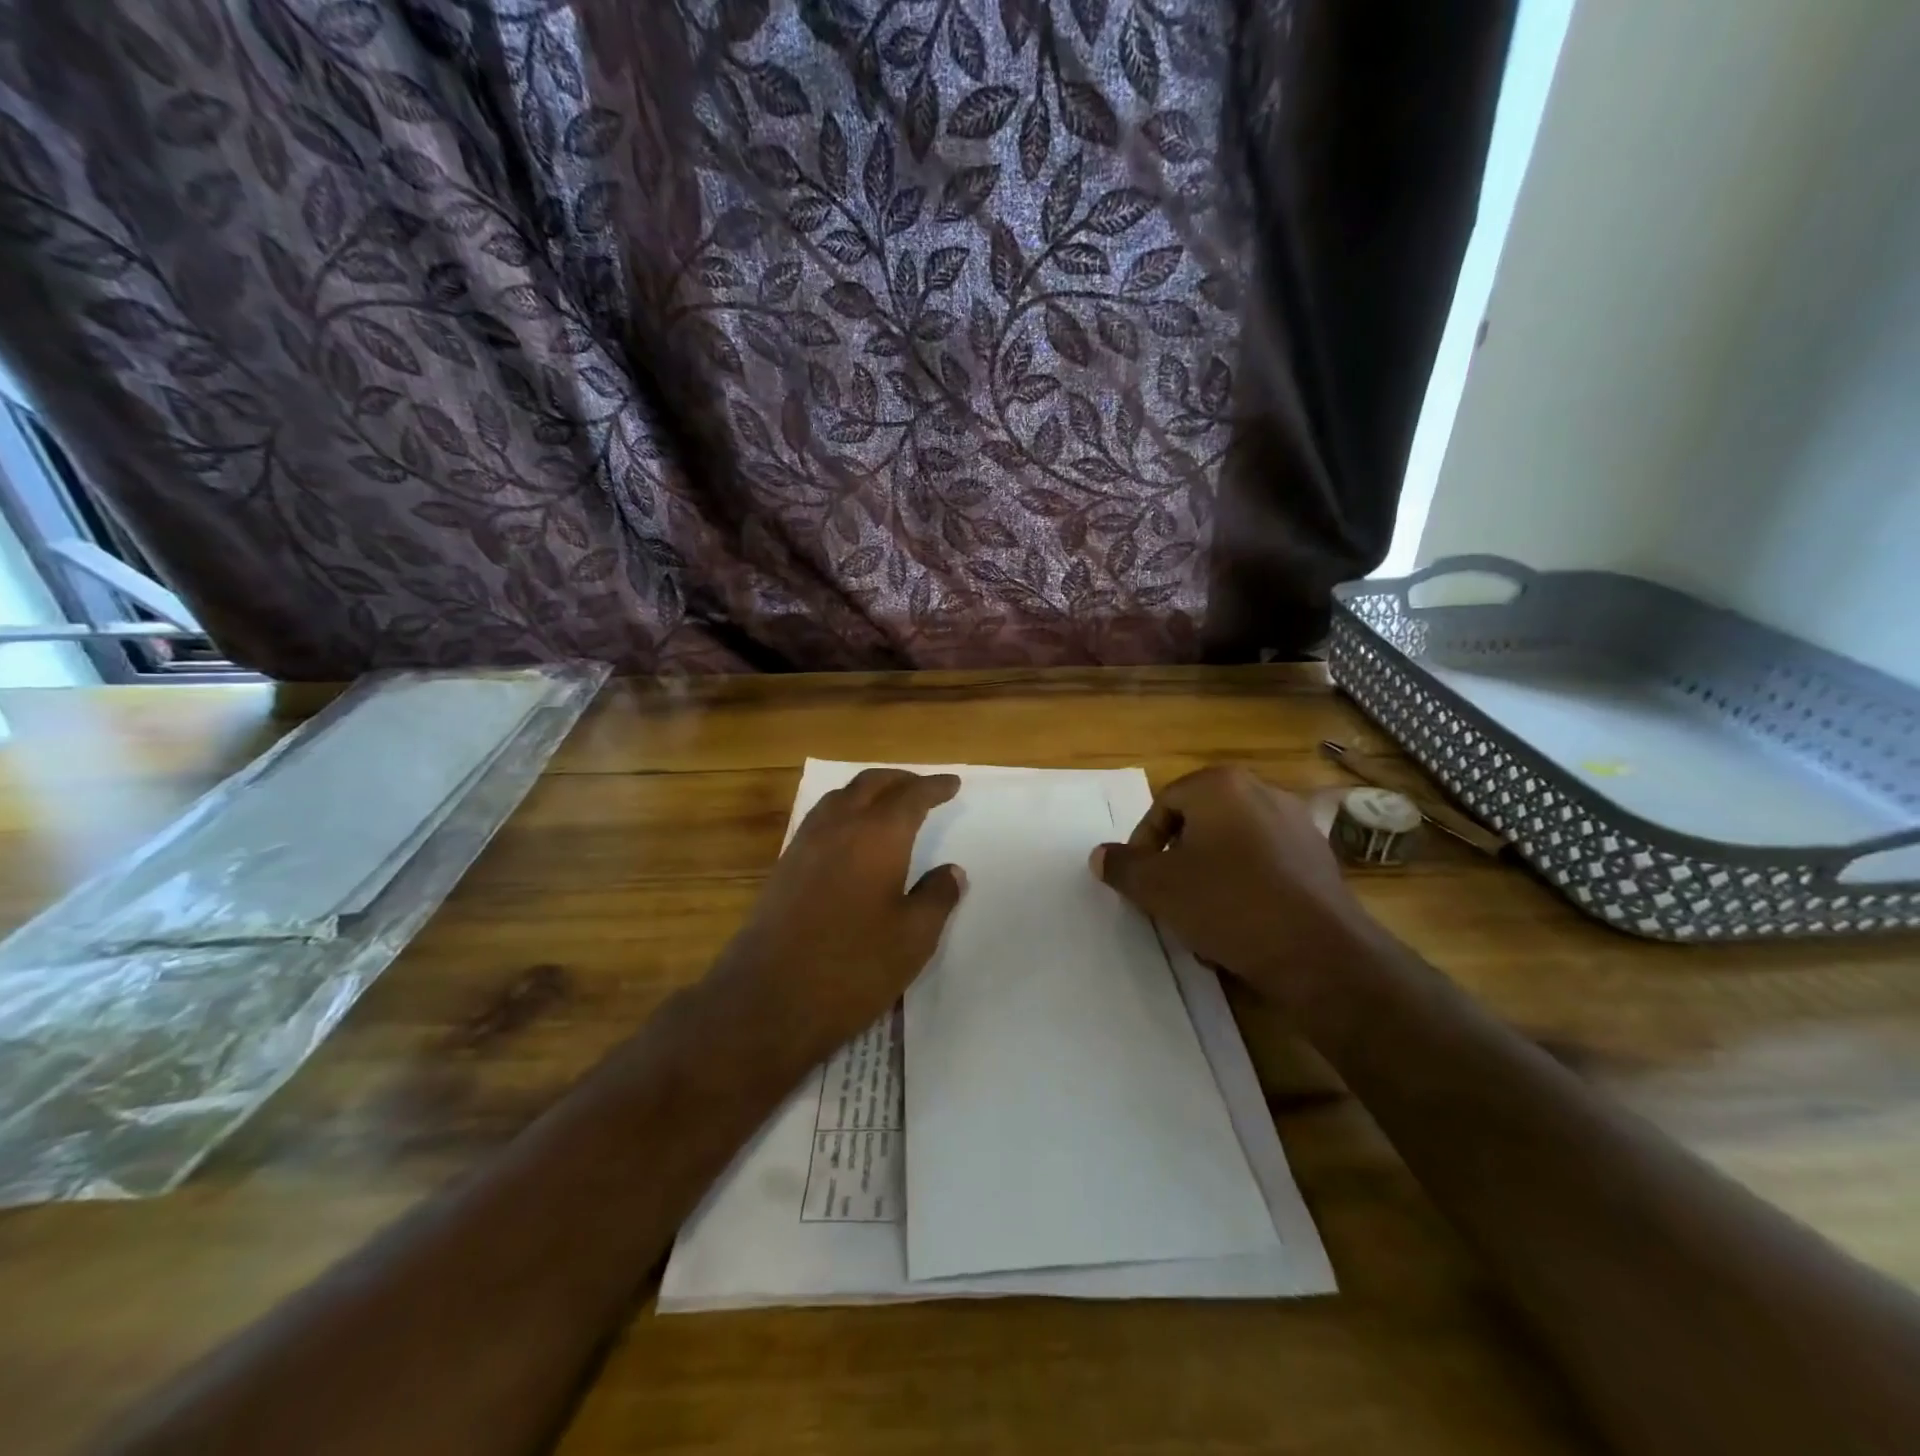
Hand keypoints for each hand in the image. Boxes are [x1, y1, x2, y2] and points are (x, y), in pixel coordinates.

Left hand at [706, 768, 966, 1064]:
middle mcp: (839, 827)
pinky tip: (850, 837)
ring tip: (888, 803)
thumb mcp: (913, 938)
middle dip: (900, 780)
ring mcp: (805, 844)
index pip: (911, 796)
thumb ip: (937, 897)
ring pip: (840, 797)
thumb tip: (951, 871)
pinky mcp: (784, 867)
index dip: (934, 787)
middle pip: (870, 784)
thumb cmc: (853, 966)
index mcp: (877, 835)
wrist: (768, 999)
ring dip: (868, 791)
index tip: (952, 784)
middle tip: (923, 786)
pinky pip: (820, 819)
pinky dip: (844, 811)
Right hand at [1090, 765, 1373, 1005]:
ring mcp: (1297, 824)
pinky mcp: (1320, 859)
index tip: (1141, 880)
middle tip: (1167, 896)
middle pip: (1199, 823)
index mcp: (1221, 786)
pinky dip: (1246, 887)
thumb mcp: (1158, 888)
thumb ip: (1123, 867)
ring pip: (1233, 847)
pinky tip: (1240, 926)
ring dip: (1210, 876)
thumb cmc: (1228, 905)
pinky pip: (1266, 865)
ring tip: (1201, 918)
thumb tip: (1100, 856)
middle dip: (1178, 861)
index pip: (1164, 804)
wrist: (1319, 953)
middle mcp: (1262, 792)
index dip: (1143, 844)